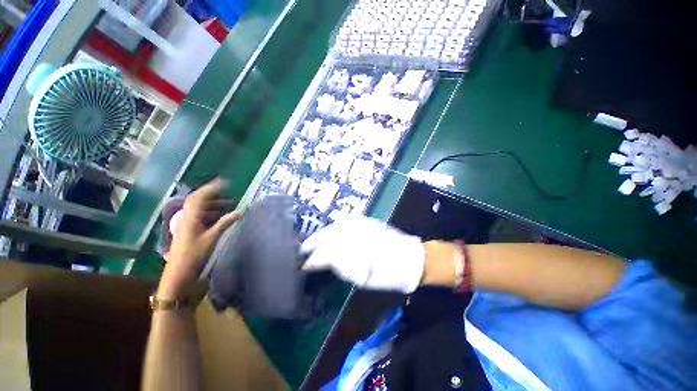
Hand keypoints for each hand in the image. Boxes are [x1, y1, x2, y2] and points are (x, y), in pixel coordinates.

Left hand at [158, 179, 241, 299]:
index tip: (225, 182)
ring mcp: (187, 225)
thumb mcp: (212, 238)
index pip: (199, 197)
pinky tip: (220, 216)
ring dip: (213, 204)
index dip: (211, 188)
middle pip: (198, 201)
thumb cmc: (194, 255)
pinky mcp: (190, 231)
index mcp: (190, 217)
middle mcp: (187, 218)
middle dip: (213, 194)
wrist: (179, 274)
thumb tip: (241, 210)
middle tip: (228, 192)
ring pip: (200, 209)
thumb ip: (225, 222)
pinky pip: (201, 216)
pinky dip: (211, 213)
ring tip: (228, 203)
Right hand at [301, 216, 425, 292]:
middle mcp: (354, 232)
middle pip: (327, 237)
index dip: (313, 260)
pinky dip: (334, 226)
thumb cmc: (388, 274)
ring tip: (312, 242)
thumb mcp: (363, 277)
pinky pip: (345, 220)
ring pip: (333, 227)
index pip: (326, 253)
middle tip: (303, 252)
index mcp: (353, 249)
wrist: (409, 258)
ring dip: (321, 234)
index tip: (304, 266)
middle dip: (313, 244)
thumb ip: (341, 266)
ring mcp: (359, 223)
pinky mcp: (365, 220)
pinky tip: (328, 231)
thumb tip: (324, 262)